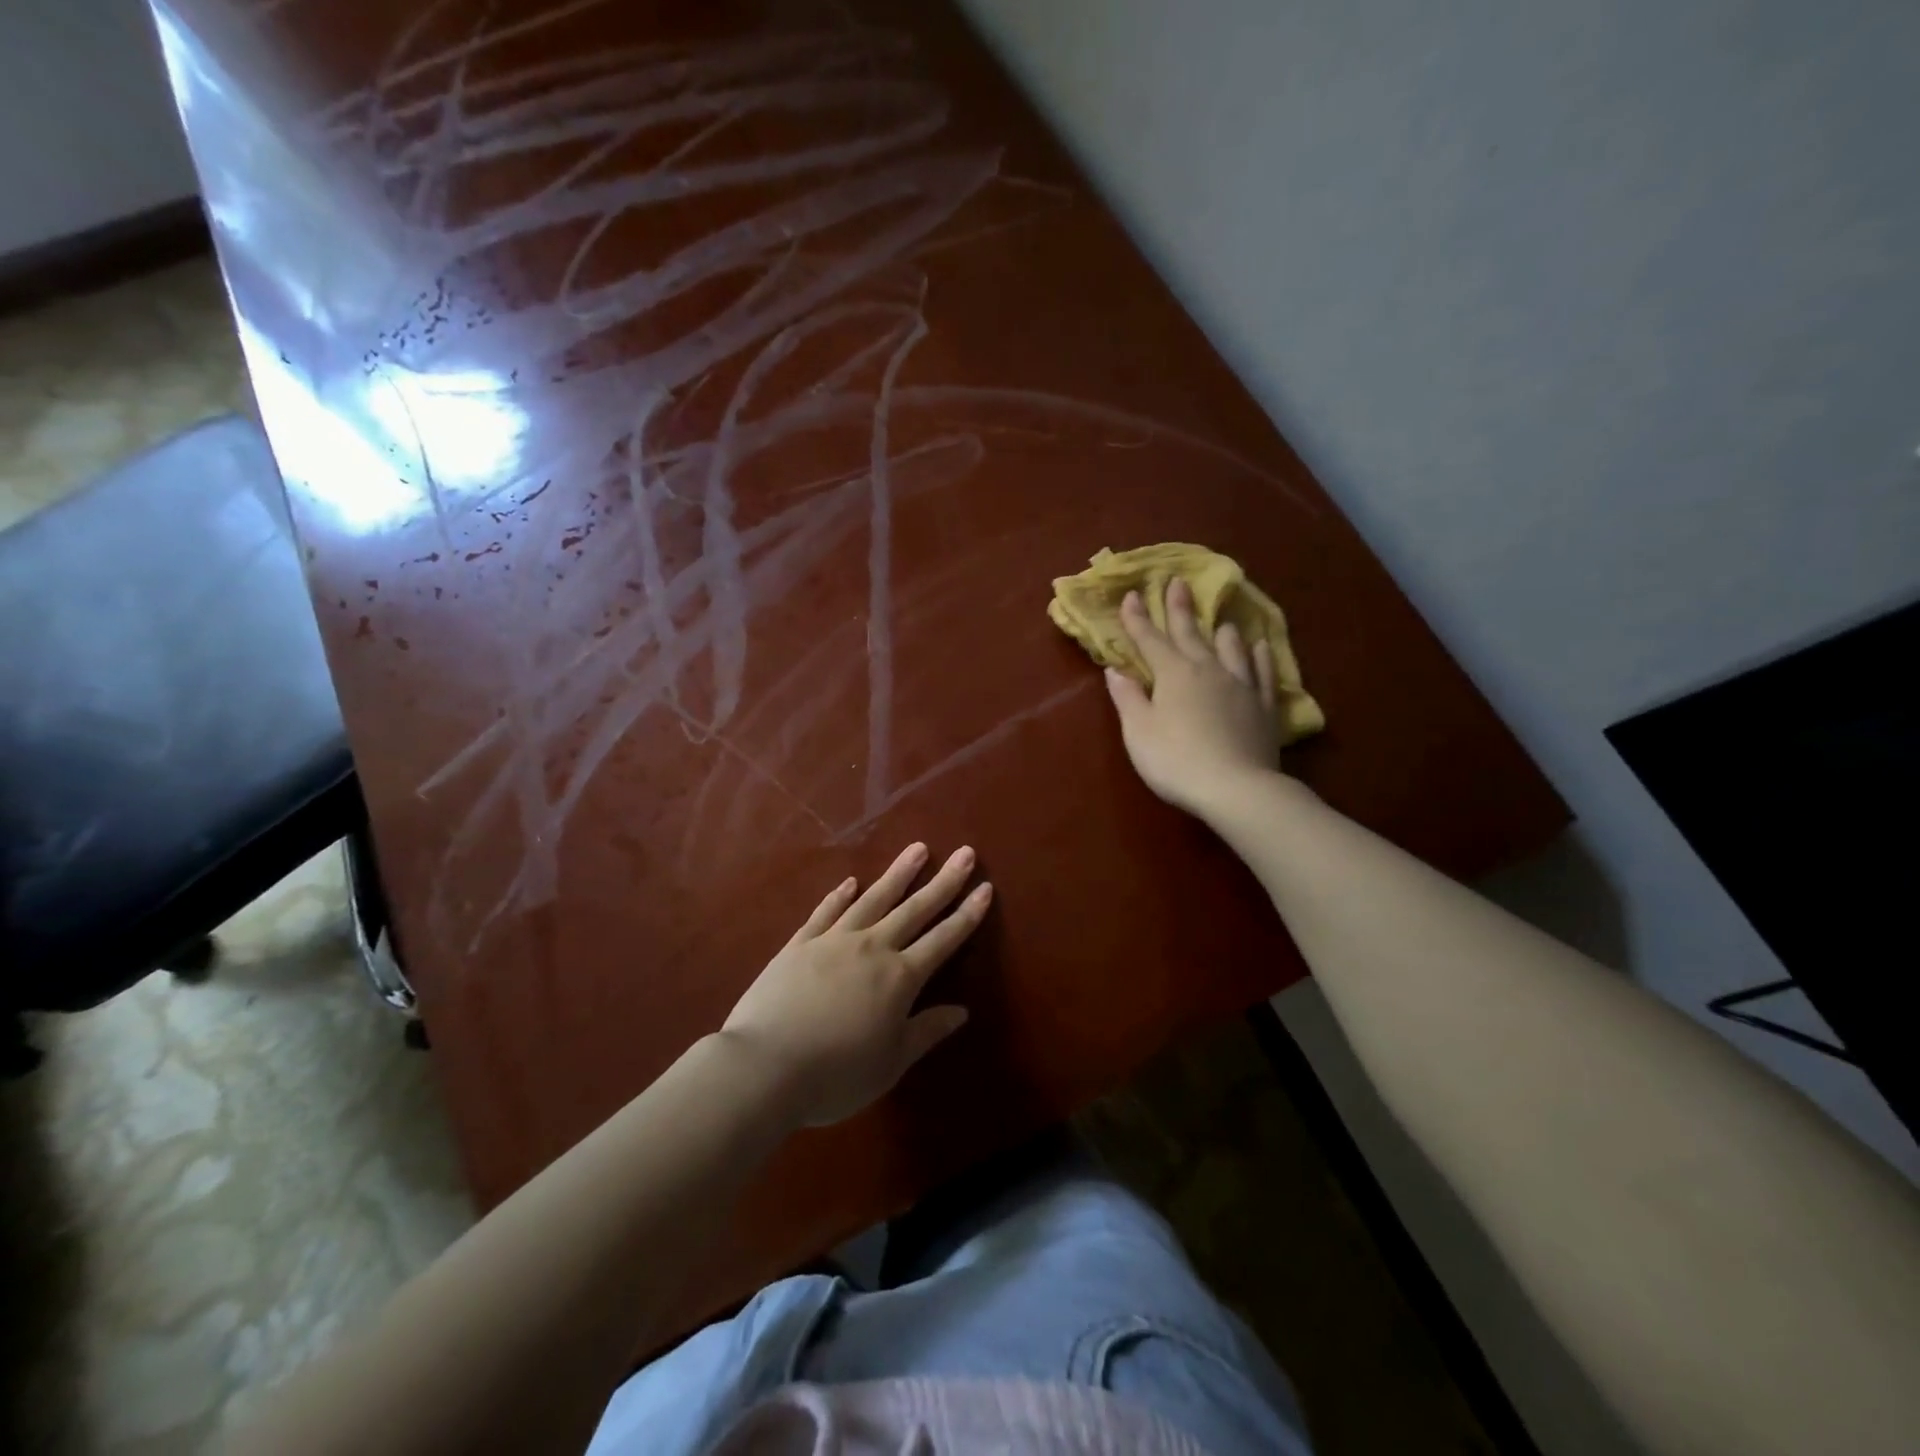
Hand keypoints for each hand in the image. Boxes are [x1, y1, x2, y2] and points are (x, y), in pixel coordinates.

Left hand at [721, 844, 989, 1128]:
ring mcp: (833, 941)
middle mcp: (871, 948)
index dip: (967, 914)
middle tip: (964, 853)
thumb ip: (926, 1032)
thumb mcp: (890, 1064)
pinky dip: (840, 895)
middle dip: (944, 881)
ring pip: (873, 899)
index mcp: (899, 978)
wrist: (764, 1067)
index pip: (943, 939)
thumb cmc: (835, 1075)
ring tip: (918, 849)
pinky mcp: (799, 944)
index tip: (985, 888)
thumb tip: (962, 1011)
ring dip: (898, 874)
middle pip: (915, 909)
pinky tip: (850, 882)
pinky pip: (826, 912)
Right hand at [1103, 578, 1281, 818]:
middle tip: (1177, 582)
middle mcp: (1208, 669)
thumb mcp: (1138, 731)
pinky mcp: (1264, 706)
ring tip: (1221, 621)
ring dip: (1221, 631)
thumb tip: (1115, 669)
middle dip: (1179, 608)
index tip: (1131, 595)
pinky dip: (1260, 657)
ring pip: (1231, 648)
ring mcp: (1240, 685)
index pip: (1150, 640)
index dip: (1137, 618)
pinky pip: (1263, 673)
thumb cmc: (1176, 760)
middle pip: (1190, 633)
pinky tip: (1260, 648)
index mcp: (1173, 673)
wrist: (1236, 788)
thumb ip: (1127, 697)